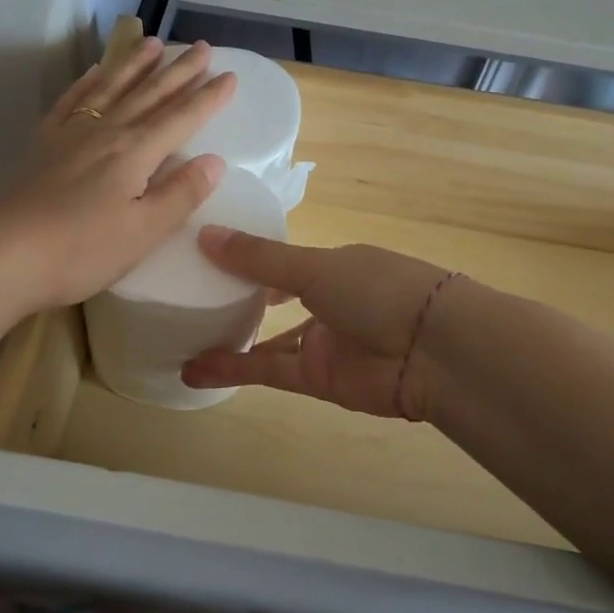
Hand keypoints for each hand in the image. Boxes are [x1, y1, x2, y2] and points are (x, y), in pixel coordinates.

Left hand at [0, 37, 235, 314]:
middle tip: (202, 47)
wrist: (2, 256)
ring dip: (135, 64)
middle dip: (179, 71)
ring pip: (111, 88)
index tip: (230, 76)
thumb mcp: (143, 232)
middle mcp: (106, 132)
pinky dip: (87, 83)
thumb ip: (180, 194)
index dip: (208, 98)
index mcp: (135, 153)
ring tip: (153, 43)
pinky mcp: (42, 143)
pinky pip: (71, 101)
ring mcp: (70, 133)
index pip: (181, 118)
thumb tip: (215, 160)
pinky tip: (94, 72)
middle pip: (150, 94)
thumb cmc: (80, 251)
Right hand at [181, 228, 455, 419]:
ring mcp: (323, 341)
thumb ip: (260, 259)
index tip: (206, 256)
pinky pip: (269, 371)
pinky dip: (234, 370)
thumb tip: (205, 233)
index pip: (285, 261)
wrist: (432, 351)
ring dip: (229, 340)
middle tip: (188, 297)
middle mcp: (328, 301)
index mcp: (334, 265)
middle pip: (275, 301)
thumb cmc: (377, 290)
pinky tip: (195, 370)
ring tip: (181, 337)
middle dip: (238, 301)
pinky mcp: (317, 379)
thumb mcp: (315, 266)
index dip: (250, 259)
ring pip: (267, 340)